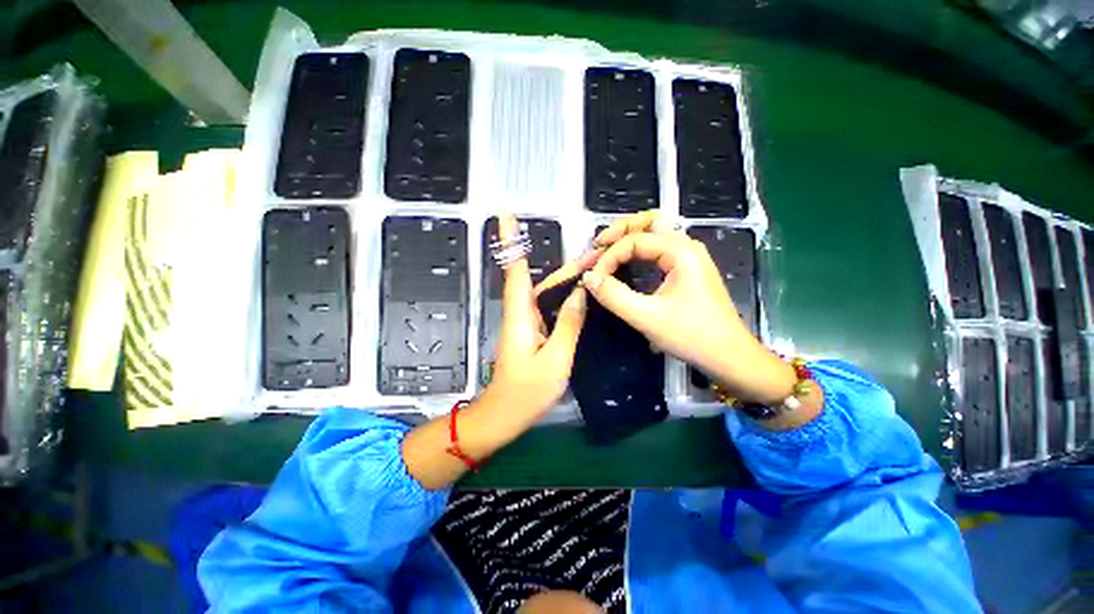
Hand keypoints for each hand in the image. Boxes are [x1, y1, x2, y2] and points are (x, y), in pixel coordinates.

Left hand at [484, 212, 587, 428]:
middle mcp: (519, 311)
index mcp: (520, 314)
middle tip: (595, 254)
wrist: (504, 415)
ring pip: (545, 292)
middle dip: (566, 265)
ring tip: (595, 269)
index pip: (514, 268)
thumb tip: (581, 293)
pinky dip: (563, 297)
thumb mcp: (556, 358)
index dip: (509, 239)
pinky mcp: (530, 331)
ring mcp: (524, 321)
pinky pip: (547, 306)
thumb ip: (569, 324)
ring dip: (567, 279)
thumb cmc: (527, 391)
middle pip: (539, 278)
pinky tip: (580, 294)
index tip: (504, 212)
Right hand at [584, 210, 795, 405]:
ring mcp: (688, 258)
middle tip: (598, 245)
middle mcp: (686, 247)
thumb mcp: (647, 317)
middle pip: (650, 221)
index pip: (635, 240)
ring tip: (607, 249)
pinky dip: (639, 250)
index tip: (594, 277)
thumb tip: (588, 277)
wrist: (729, 356)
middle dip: (621, 229)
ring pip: (655, 233)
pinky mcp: (686, 270)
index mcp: (681, 252)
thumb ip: (614, 296)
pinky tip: (627, 262)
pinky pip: (659, 250)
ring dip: (630, 237)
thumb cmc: (692, 336)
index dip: (610, 256)